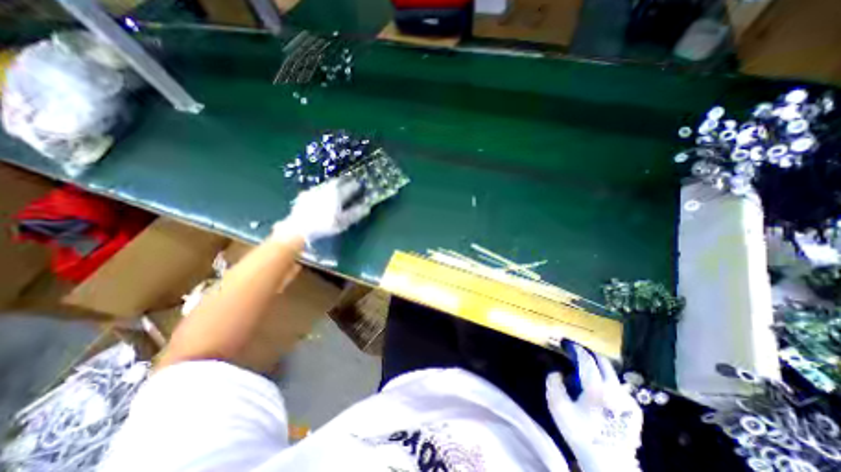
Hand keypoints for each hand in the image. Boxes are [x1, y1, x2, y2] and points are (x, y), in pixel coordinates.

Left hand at [272, 176, 370, 243]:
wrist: (298, 228)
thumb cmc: (324, 226)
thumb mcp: (343, 222)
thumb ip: (356, 213)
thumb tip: (367, 206)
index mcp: (338, 193)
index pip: (351, 186)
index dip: (358, 185)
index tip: (362, 186)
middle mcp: (327, 188)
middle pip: (339, 181)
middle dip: (346, 181)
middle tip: (351, 183)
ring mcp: (315, 190)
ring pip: (328, 183)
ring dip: (335, 184)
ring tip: (339, 188)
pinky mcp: (305, 195)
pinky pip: (318, 189)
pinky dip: (324, 190)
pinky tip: (323, 196)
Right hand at [545, 343, 645, 471]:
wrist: (609, 464)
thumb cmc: (580, 434)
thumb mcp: (558, 407)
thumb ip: (553, 383)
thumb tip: (557, 372)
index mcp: (597, 387)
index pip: (585, 358)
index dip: (574, 347)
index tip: (564, 342)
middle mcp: (616, 390)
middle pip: (602, 361)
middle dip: (587, 353)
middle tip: (574, 352)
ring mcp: (628, 400)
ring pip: (611, 373)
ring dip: (597, 367)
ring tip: (584, 372)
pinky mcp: (635, 410)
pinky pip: (618, 387)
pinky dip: (606, 381)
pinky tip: (598, 391)